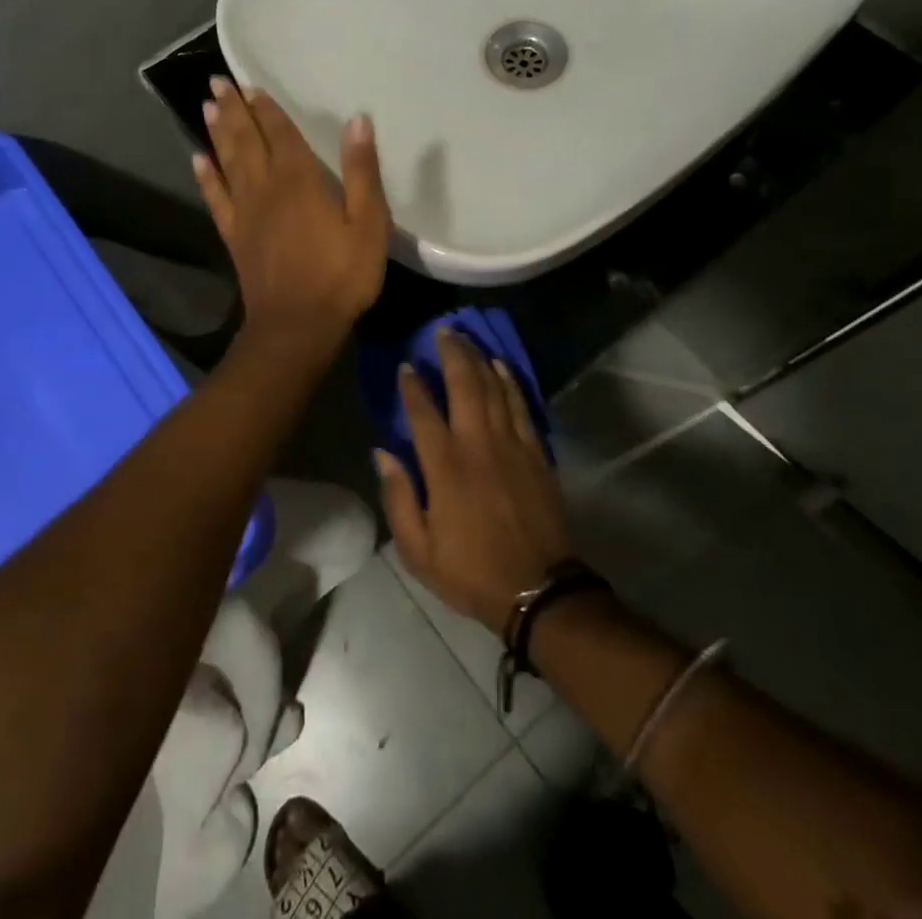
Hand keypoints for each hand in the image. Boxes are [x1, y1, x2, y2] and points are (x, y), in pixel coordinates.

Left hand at [194, 77, 390, 352]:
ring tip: (206, 107)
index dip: (266, 108)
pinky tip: (198, 160)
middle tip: (216, 83)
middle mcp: (265, 187)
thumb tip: (357, 120)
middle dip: (233, 110)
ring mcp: (245, 212)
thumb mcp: (369, 224)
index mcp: (299, 180)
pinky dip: (206, 177)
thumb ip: (362, 171)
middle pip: (246, 140)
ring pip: (226, 162)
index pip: (279, 133)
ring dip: (217, 133)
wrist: (297, 325)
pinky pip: (216, 198)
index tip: (249, 84)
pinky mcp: (234, 236)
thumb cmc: (341, 275)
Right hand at [376, 327, 573, 633]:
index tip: (406, 365)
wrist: (538, 590)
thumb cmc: (471, 571)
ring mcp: (511, 445)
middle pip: (464, 386)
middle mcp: (478, 445)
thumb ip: (398, 497)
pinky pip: (520, 405)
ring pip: (494, 388)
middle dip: (452, 354)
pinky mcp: (536, 452)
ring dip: (479, 359)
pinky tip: (501, 366)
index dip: (413, 386)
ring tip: (467, 339)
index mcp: (446, 468)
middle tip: (442, 331)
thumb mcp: (418, 550)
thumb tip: (382, 453)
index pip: (423, 413)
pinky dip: (510, 382)